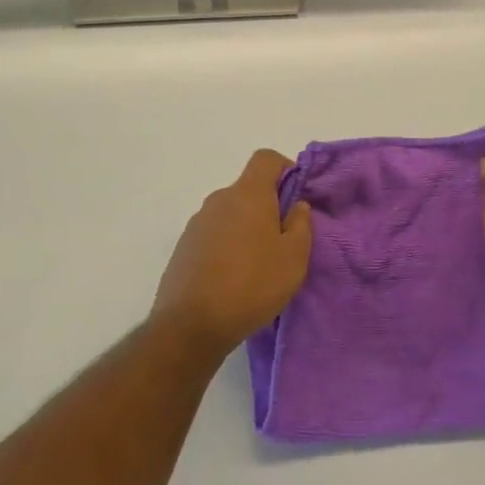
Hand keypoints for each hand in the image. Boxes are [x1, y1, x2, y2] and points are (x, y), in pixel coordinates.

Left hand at [153, 150, 311, 355]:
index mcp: (247, 194)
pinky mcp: (183, 248)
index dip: (285, 168)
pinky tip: (232, 279)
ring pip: (230, 214)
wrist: (190, 325)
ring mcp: (197, 224)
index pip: (265, 158)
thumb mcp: (294, 258)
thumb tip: (297, 205)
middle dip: (267, 207)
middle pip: (248, 189)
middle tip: (282, 242)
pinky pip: (213, 235)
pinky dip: (226, 247)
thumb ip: (300, 224)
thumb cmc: (252, 285)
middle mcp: (219, 200)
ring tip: (257, 266)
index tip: (295, 197)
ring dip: (246, 229)